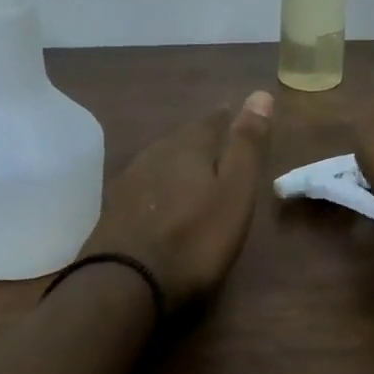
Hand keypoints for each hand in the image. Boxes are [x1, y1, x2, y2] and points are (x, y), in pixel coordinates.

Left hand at [81, 91, 274, 307]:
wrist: (125, 280)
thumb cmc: (194, 238)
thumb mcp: (234, 192)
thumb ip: (246, 146)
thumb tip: (260, 92)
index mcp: (188, 147)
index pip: (210, 122)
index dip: (225, 117)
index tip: (233, 112)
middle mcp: (155, 154)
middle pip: (181, 138)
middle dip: (198, 137)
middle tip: (213, 139)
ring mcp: (129, 180)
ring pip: (158, 158)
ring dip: (174, 158)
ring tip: (188, 165)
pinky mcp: (113, 207)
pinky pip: (142, 182)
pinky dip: (156, 183)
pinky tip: (157, 195)